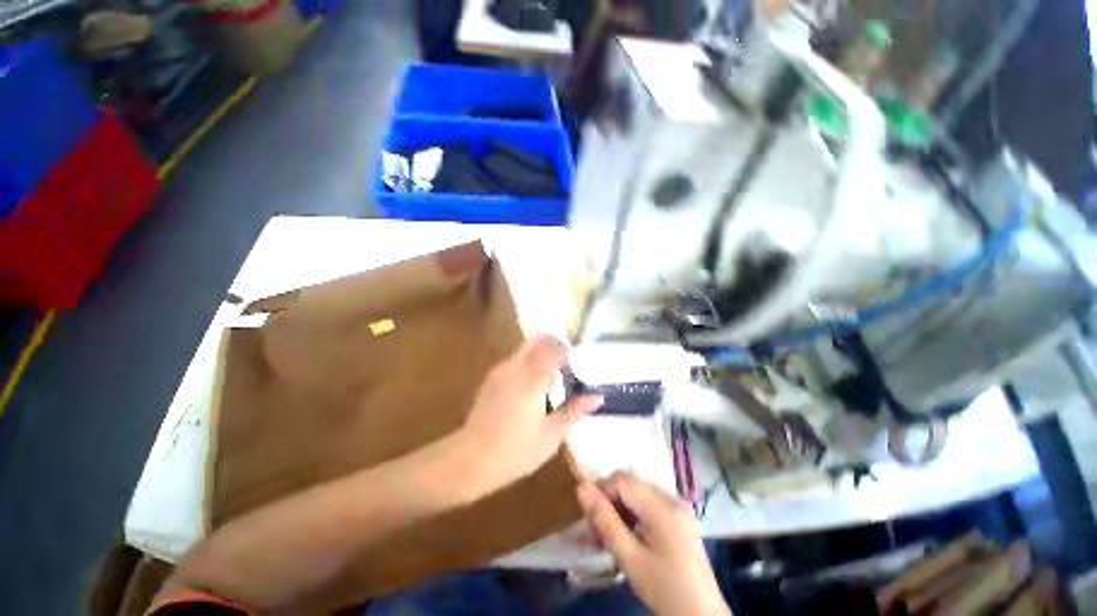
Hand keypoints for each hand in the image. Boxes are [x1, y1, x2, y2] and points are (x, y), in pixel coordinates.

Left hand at [459, 335, 602, 490]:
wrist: (469, 461)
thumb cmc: (515, 451)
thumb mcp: (551, 435)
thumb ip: (574, 411)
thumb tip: (597, 396)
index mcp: (531, 379)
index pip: (553, 349)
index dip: (568, 352)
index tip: (578, 364)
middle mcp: (514, 368)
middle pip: (537, 341)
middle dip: (554, 348)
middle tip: (566, 368)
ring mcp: (500, 371)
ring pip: (526, 349)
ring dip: (541, 357)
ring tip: (551, 383)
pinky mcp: (491, 378)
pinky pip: (515, 361)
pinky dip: (529, 364)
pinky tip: (532, 390)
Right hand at [577, 472, 730, 615]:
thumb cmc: (663, 589)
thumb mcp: (630, 558)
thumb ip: (604, 520)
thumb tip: (581, 487)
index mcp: (663, 507)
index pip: (623, 481)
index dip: (601, 491)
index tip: (586, 515)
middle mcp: (672, 500)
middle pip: (630, 485)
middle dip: (608, 501)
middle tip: (593, 528)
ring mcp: (678, 509)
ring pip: (637, 495)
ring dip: (618, 509)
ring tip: (603, 536)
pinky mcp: (679, 520)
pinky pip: (649, 506)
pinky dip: (632, 516)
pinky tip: (624, 537)